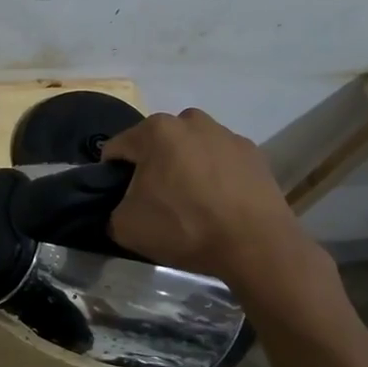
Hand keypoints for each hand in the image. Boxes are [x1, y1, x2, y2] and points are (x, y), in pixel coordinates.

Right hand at [102, 109, 321, 287]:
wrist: (256, 245)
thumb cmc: (184, 227)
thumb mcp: (126, 227)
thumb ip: (111, 210)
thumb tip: (122, 207)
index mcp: (155, 130)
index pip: (117, 149)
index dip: (111, 175)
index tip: (120, 199)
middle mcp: (190, 121)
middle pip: (156, 144)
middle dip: (151, 167)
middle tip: (156, 202)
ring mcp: (226, 134)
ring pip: (190, 149)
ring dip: (184, 168)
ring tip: (192, 205)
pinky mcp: (253, 152)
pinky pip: (220, 161)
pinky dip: (214, 176)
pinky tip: (219, 205)